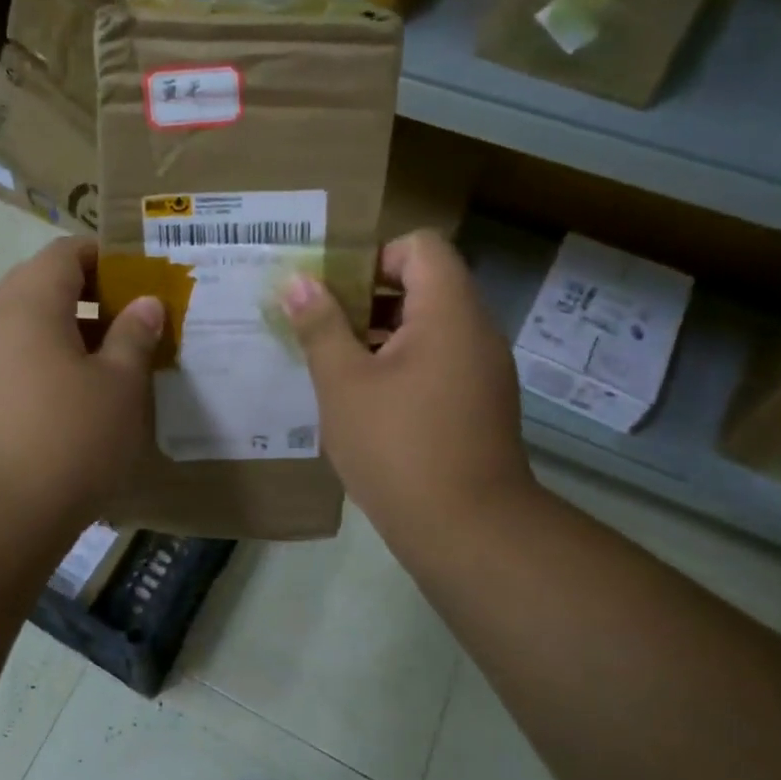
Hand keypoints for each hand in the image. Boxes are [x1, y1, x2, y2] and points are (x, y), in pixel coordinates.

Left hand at [0, 237, 164, 528]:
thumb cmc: (68, 438)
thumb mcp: (120, 385)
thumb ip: (134, 335)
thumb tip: (145, 303)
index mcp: (30, 302)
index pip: (65, 252)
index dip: (106, 256)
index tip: (142, 277)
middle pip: (43, 284)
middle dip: (91, 295)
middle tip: (134, 318)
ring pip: (30, 325)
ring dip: (72, 331)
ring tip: (115, 361)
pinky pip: (18, 360)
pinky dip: (50, 362)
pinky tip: (79, 399)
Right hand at [280, 231, 535, 549]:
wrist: (469, 533)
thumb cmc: (398, 447)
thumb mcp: (344, 383)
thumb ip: (320, 325)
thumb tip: (297, 281)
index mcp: (449, 312)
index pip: (421, 246)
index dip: (374, 256)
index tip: (334, 289)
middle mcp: (476, 331)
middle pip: (424, 284)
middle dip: (368, 297)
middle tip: (321, 324)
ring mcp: (483, 370)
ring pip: (429, 326)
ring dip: (381, 333)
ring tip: (334, 361)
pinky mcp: (480, 404)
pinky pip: (439, 360)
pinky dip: (402, 364)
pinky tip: (364, 399)